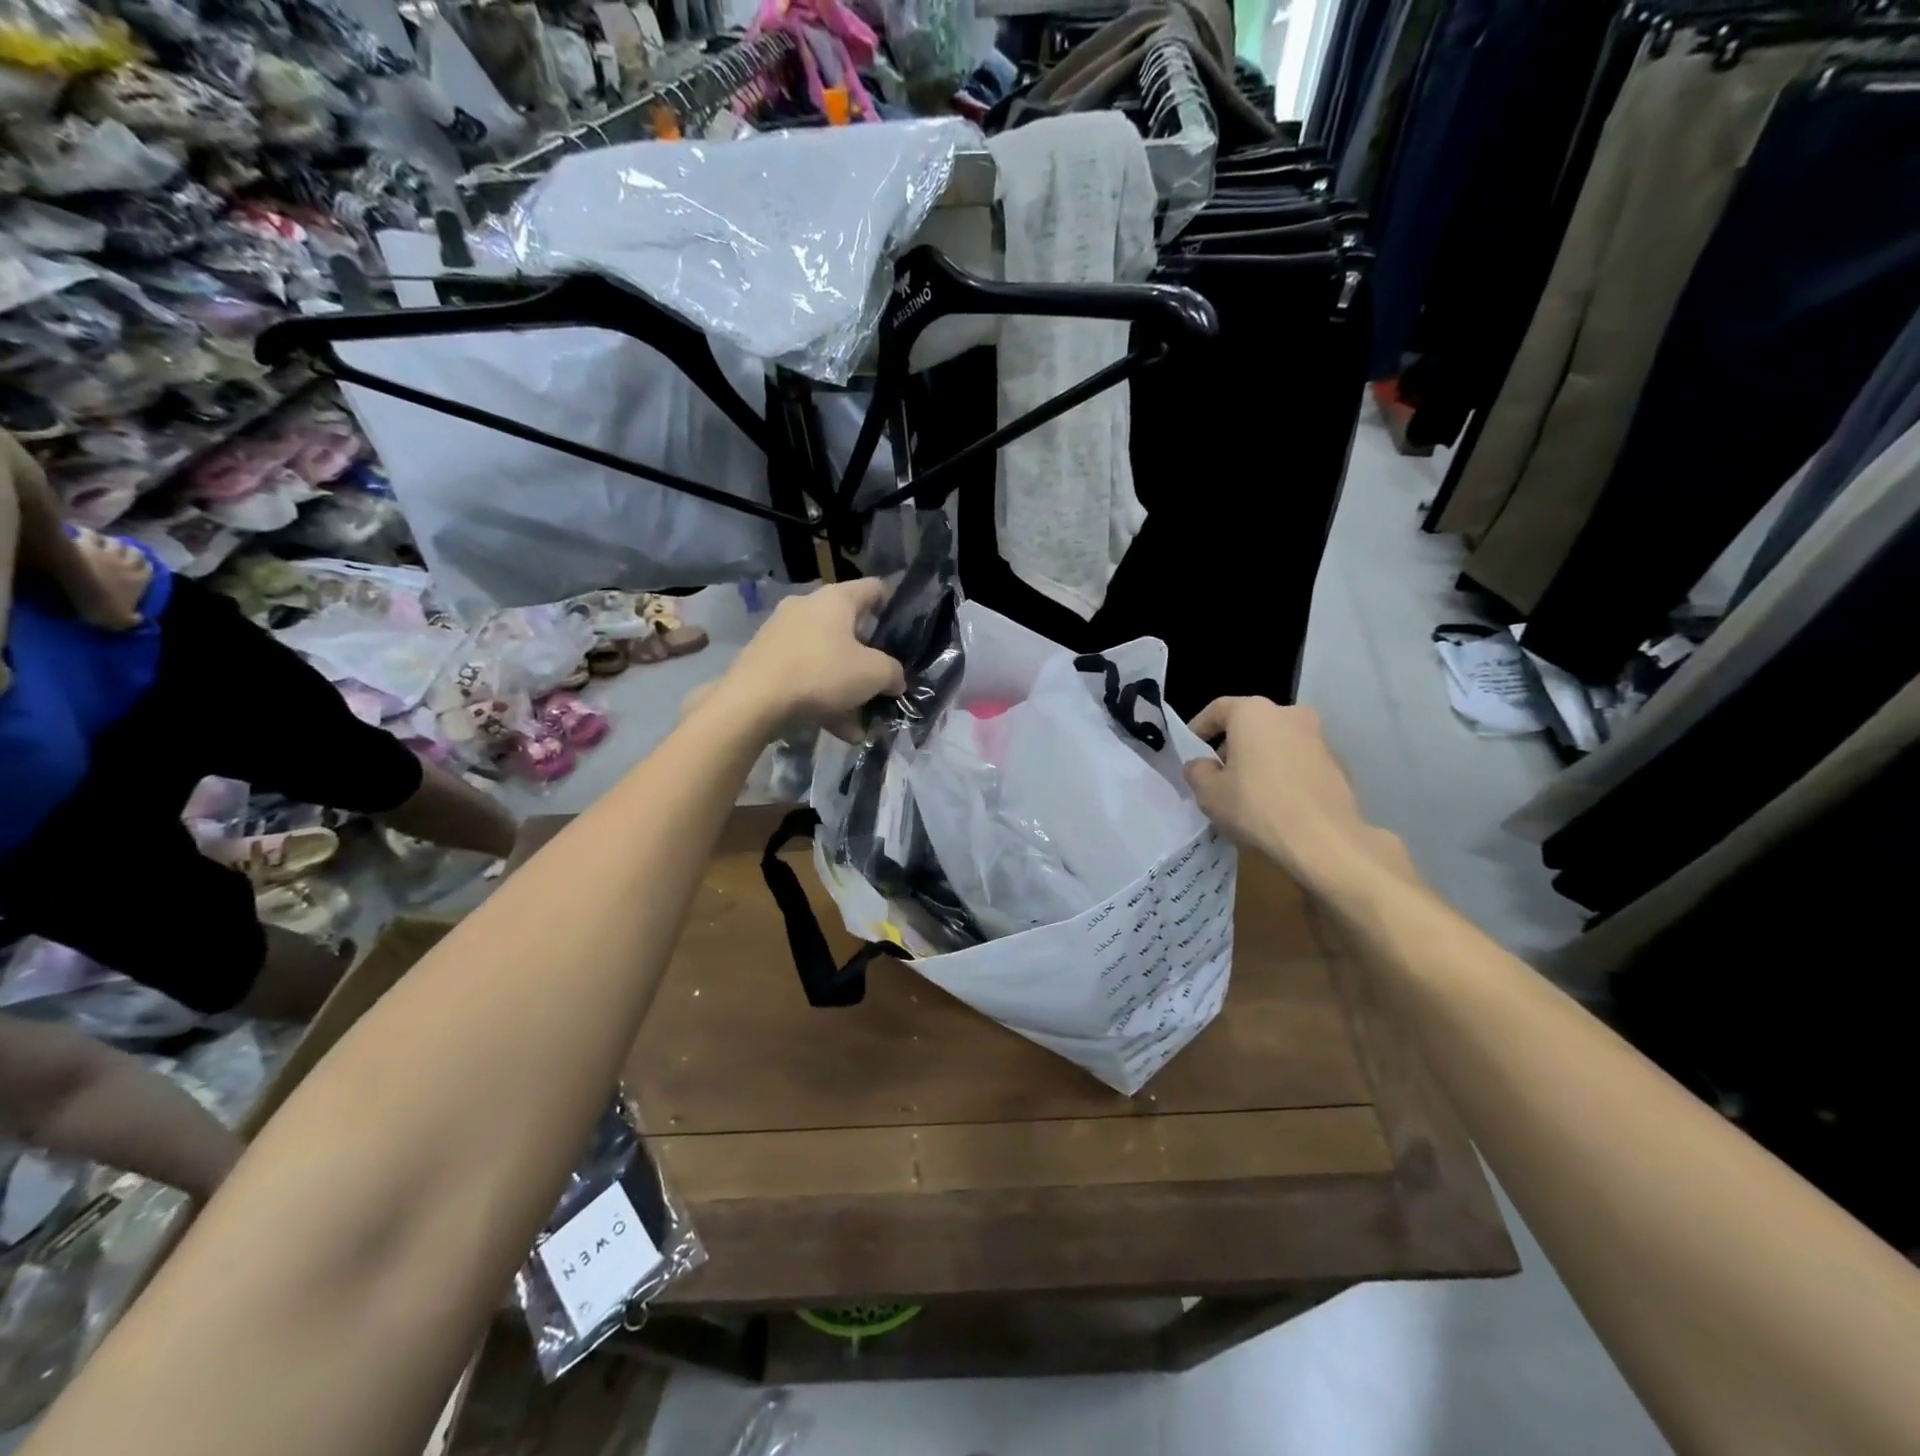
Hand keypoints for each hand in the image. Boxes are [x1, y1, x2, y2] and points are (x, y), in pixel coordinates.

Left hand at [70, 528, 151, 631]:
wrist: (78, 587)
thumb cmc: (103, 604)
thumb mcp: (121, 620)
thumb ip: (132, 619)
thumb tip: (139, 619)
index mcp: (141, 580)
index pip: (148, 568)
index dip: (144, 566)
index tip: (138, 566)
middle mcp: (129, 564)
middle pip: (134, 551)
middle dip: (129, 550)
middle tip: (121, 552)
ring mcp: (107, 552)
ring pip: (116, 541)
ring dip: (111, 541)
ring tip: (103, 542)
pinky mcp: (86, 544)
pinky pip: (89, 534)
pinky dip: (87, 532)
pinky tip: (80, 532)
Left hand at [709, 579, 906, 731]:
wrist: (753, 701)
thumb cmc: (822, 673)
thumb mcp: (874, 674)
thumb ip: (893, 673)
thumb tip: (895, 679)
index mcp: (836, 599)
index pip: (875, 588)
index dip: (893, 605)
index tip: (905, 630)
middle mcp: (807, 606)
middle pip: (849, 628)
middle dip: (868, 658)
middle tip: (883, 681)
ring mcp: (782, 633)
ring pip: (826, 658)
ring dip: (846, 687)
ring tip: (861, 721)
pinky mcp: (765, 660)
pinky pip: (805, 676)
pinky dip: (822, 698)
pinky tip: (837, 729)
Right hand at [1183, 698, 1397, 889]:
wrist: (1324, 839)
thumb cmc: (1256, 806)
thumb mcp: (1208, 793)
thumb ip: (1197, 771)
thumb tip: (1202, 765)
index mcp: (1253, 712)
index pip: (1218, 709)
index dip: (1199, 728)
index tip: (1190, 750)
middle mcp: (1289, 714)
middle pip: (1250, 723)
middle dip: (1232, 744)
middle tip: (1218, 773)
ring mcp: (1318, 737)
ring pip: (1277, 741)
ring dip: (1259, 758)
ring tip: (1247, 790)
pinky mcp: (1337, 763)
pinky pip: (1299, 761)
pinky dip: (1284, 773)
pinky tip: (1276, 801)